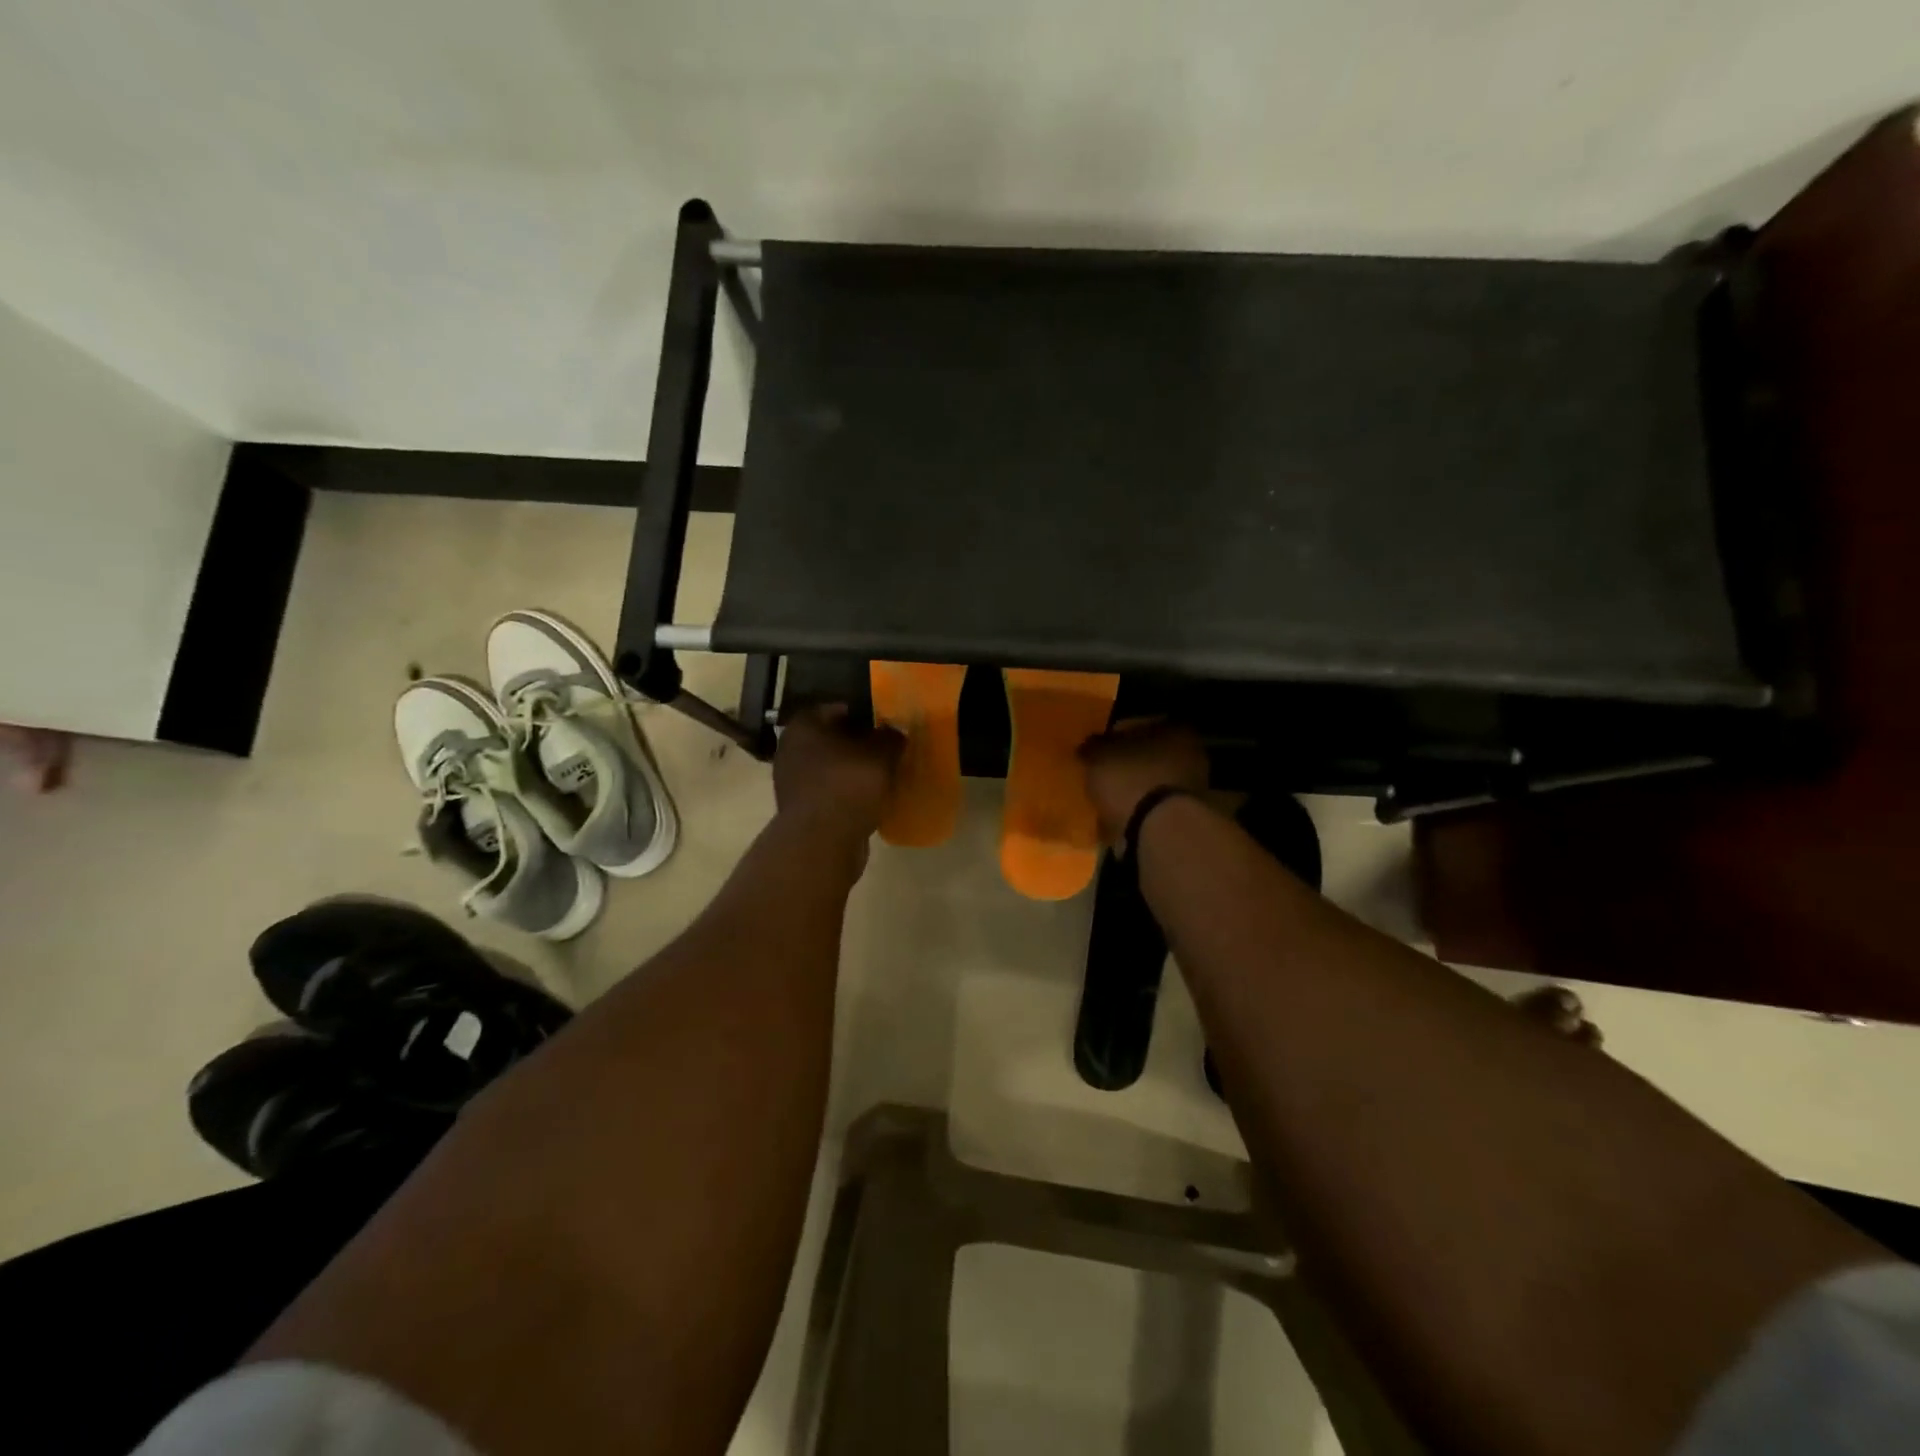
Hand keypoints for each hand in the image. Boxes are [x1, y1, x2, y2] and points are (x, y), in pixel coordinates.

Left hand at [773, 705, 903, 850]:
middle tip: (887, 751)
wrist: (822, 841)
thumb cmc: (848, 785)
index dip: (865, 715)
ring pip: (830, 767)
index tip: (886, 725)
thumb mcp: (881, 754)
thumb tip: (894, 732)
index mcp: (804, 725)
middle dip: (858, 745)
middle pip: (833, 739)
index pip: (838, 708)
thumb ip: (891, 737)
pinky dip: (846, 794)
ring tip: (881, 777)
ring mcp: (791, 781)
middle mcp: (791, 748)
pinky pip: (829, 792)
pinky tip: (868, 800)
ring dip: (852, 771)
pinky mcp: (799, 809)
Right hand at [1077, 718, 1208, 844]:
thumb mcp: (1099, 756)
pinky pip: (1157, 807)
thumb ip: (1093, 747)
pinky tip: (1121, 817)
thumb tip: (1088, 746)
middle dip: (1129, 764)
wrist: (1160, 830)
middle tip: (1102, 773)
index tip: (1099, 749)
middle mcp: (1193, 754)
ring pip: (1155, 781)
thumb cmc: (1131, 779)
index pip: (1141, 725)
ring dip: (1135, 788)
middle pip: (1151, 755)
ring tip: (1108, 798)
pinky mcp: (1187, 816)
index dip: (1116, 736)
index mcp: (1176, 730)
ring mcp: (1194, 788)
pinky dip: (1141, 810)